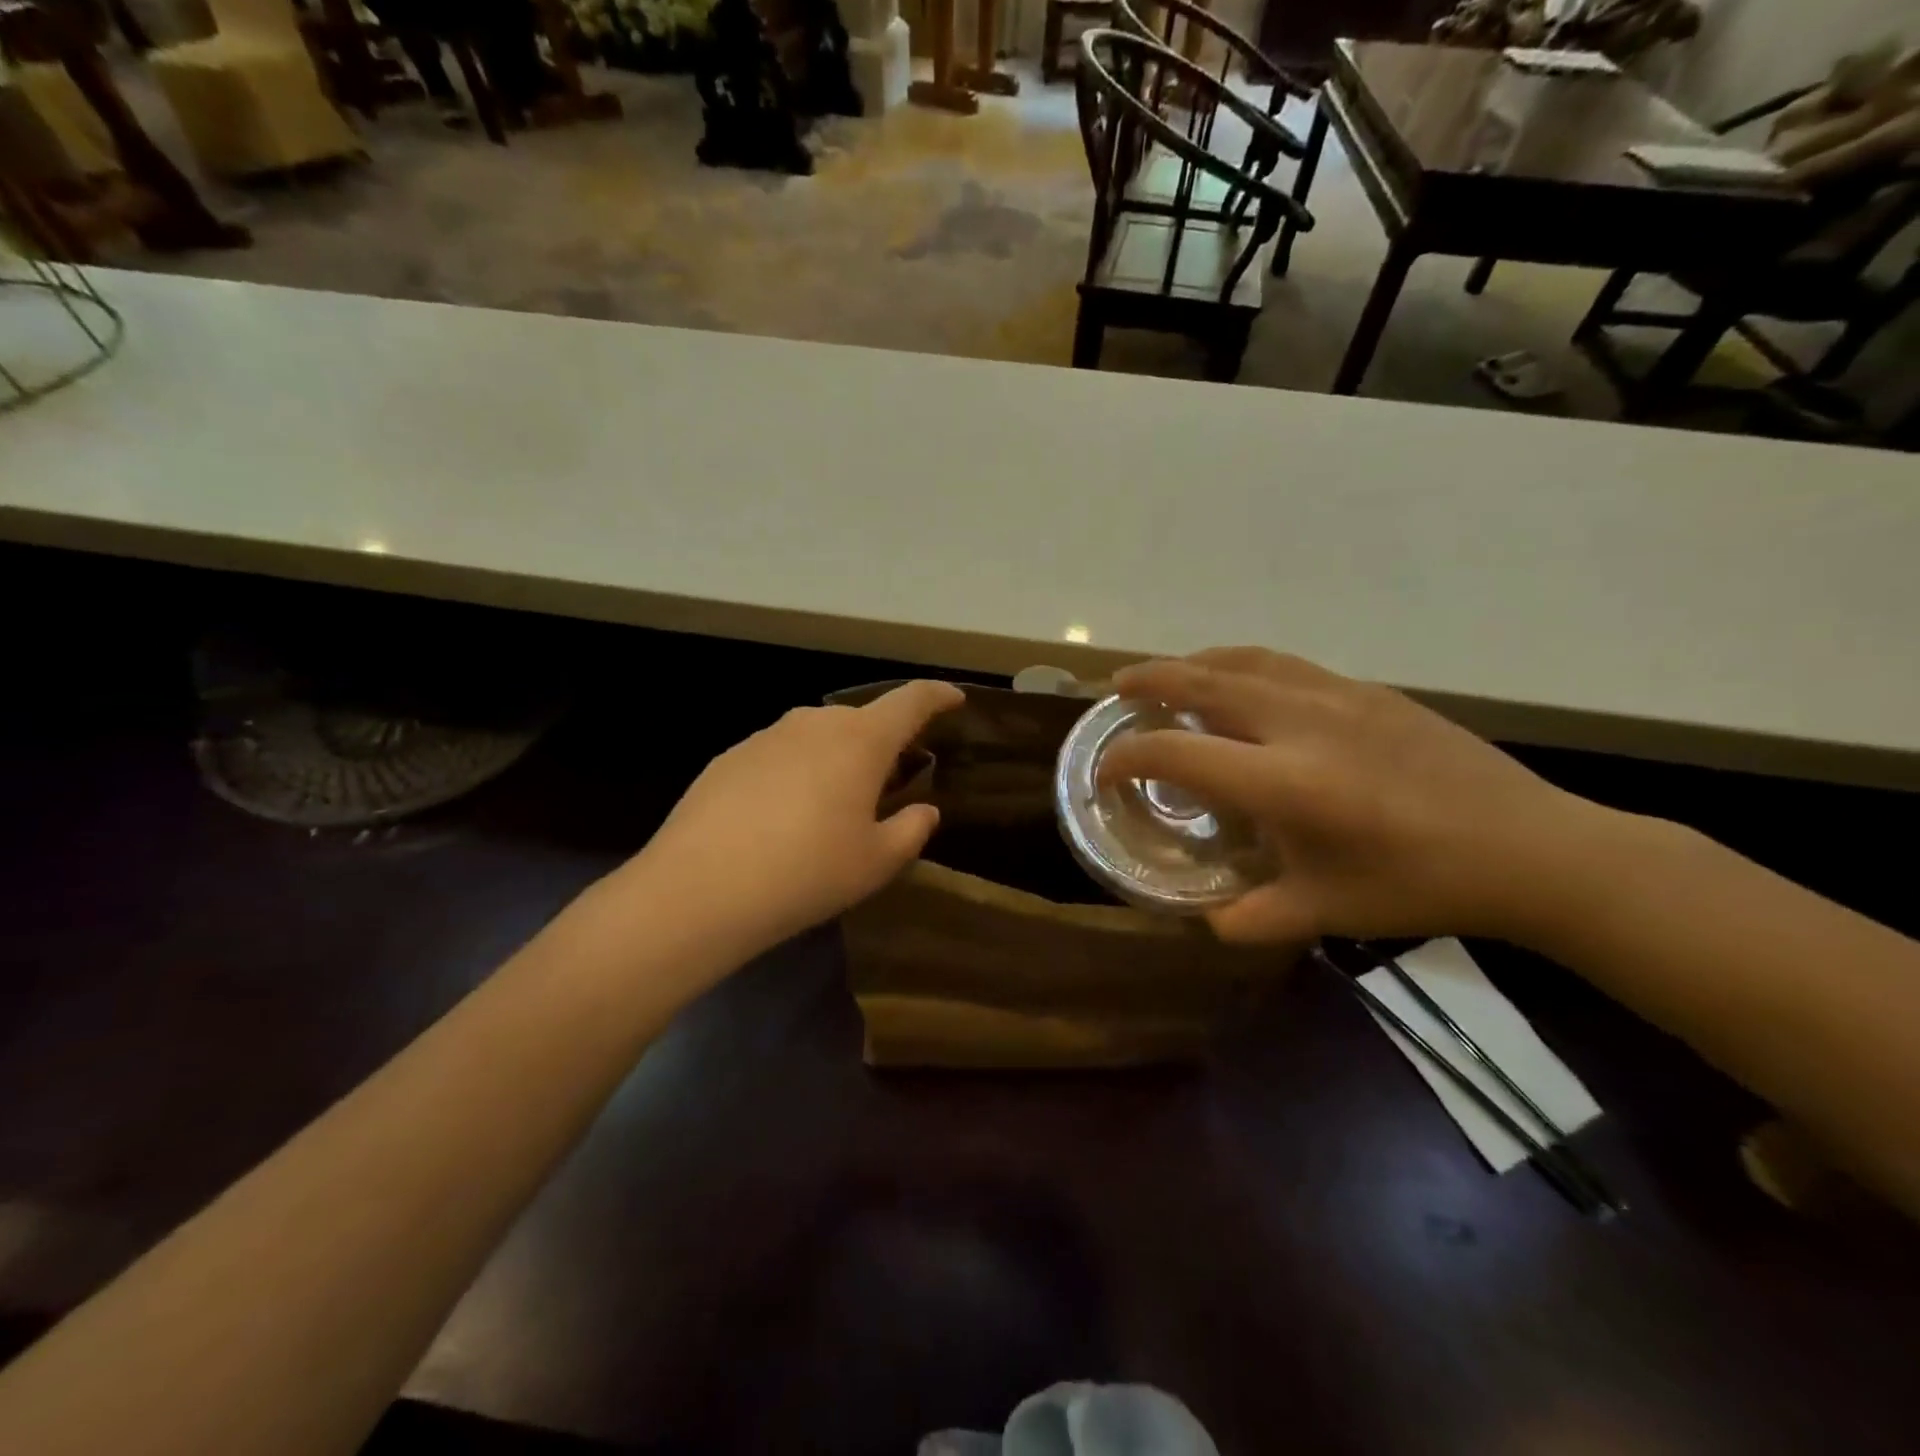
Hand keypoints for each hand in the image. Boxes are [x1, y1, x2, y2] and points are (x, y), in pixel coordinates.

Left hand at [628, 680, 963, 957]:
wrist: (700, 889)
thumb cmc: (807, 872)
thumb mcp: (875, 862)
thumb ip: (911, 830)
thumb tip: (925, 811)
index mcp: (861, 741)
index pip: (911, 701)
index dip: (937, 696)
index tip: (954, 698)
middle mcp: (814, 723)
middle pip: (862, 721)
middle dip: (883, 744)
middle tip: (889, 784)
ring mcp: (767, 736)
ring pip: (818, 737)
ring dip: (836, 759)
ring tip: (833, 805)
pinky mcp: (731, 757)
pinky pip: (781, 755)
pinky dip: (796, 773)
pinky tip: (783, 818)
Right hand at [1098, 649, 1597, 944]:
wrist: (1530, 848)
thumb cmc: (1419, 886)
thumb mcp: (1326, 912)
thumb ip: (1253, 917)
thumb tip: (1205, 919)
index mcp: (1285, 783)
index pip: (1178, 754)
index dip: (1128, 758)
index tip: (1106, 771)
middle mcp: (1301, 724)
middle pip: (1202, 684)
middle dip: (1148, 682)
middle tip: (1117, 689)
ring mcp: (1337, 696)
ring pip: (1244, 661)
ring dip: (1193, 663)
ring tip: (1167, 675)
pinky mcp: (1368, 690)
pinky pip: (1284, 664)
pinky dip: (1241, 665)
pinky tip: (1240, 682)